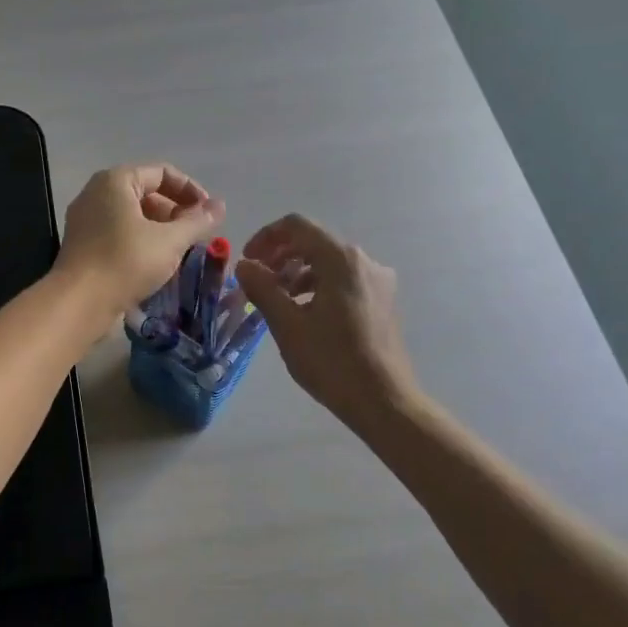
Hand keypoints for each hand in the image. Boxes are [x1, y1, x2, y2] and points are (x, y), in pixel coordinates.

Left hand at [56, 163, 225, 320]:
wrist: (78, 302)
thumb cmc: (126, 262)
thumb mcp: (170, 241)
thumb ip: (198, 221)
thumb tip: (220, 205)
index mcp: (116, 181)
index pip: (162, 172)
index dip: (191, 190)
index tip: (209, 214)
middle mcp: (97, 193)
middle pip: (146, 192)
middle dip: (176, 212)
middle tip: (197, 235)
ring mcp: (87, 219)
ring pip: (133, 215)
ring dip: (161, 229)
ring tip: (181, 251)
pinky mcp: (84, 244)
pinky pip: (119, 233)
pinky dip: (141, 242)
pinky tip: (157, 263)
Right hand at [236, 214, 419, 423]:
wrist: (383, 400)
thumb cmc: (332, 361)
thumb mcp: (287, 324)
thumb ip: (262, 288)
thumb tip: (244, 265)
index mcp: (341, 260)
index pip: (297, 226)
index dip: (266, 237)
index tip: (247, 261)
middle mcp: (364, 261)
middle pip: (314, 242)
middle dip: (280, 256)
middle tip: (257, 281)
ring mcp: (378, 281)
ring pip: (329, 262)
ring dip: (298, 272)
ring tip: (277, 299)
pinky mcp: (382, 301)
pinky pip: (343, 280)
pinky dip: (318, 286)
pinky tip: (303, 312)